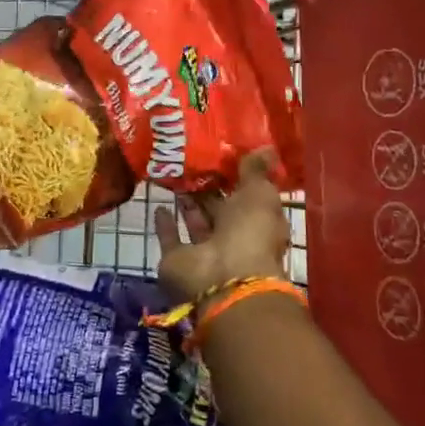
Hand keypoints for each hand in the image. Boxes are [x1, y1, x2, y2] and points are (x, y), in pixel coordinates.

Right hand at [153, 149, 289, 303]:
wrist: (222, 278)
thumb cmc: (249, 232)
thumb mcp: (259, 194)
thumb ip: (255, 171)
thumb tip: (266, 146)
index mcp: (258, 223)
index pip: (247, 197)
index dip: (235, 177)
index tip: (220, 153)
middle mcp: (233, 239)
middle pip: (220, 210)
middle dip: (208, 189)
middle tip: (191, 160)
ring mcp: (205, 252)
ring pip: (196, 222)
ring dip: (188, 203)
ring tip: (174, 175)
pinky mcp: (178, 260)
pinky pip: (171, 239)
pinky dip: (166, 224)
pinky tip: (159, 205)